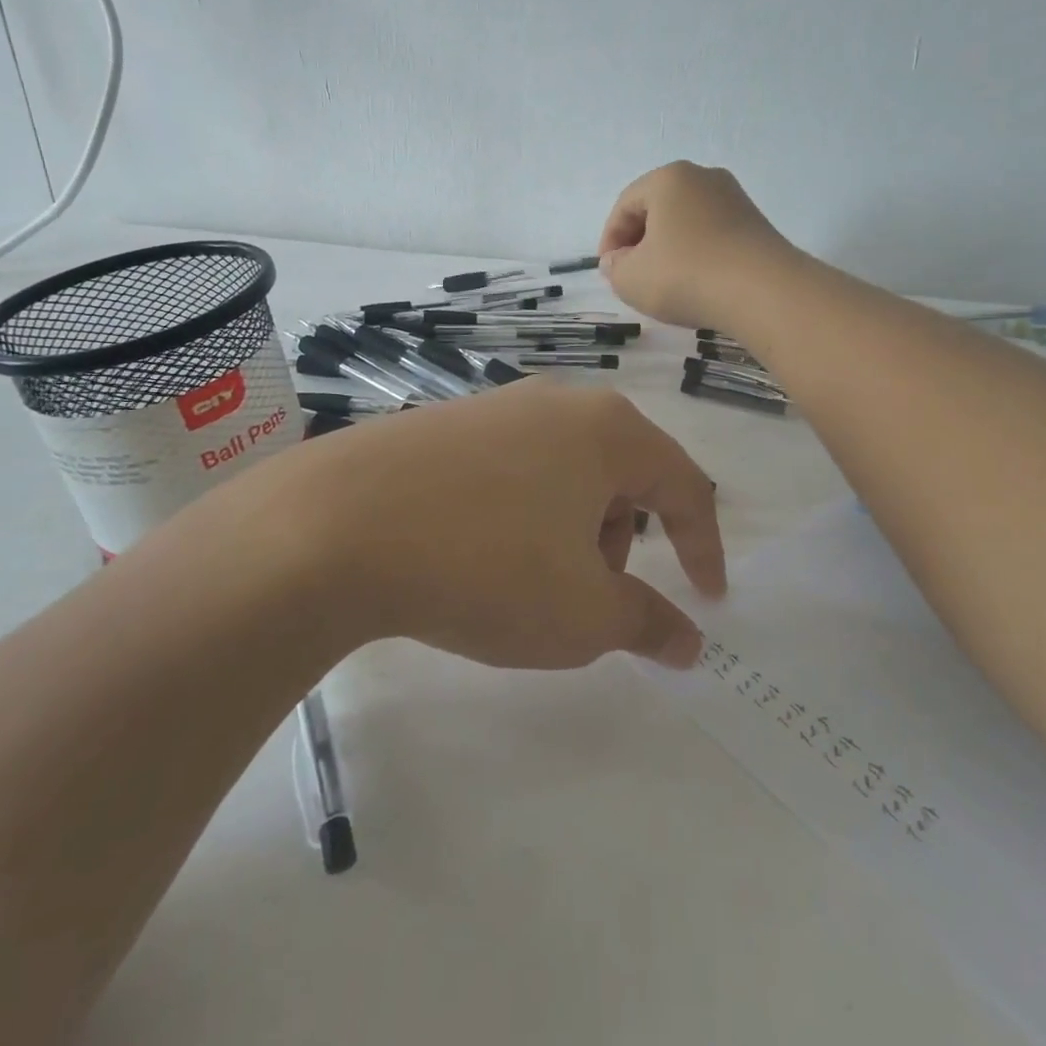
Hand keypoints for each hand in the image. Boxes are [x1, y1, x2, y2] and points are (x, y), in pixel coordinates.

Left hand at [226, 382, 724, 670]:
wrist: (337, 525)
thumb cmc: (487, 564)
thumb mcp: (582, 614)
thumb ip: (647, 623)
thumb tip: (688, 641)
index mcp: (608, 431)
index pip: (683, 485)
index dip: (704, 547)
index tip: (708, 599)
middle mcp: (558, 404)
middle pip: (621, 475)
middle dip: (622, 542)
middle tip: (591, 596)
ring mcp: (496, 408)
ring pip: (565, 474)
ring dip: (570, 531)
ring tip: (527, 582)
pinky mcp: (444, 425)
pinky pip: (512, 471)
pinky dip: (521, 516)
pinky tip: (477, 554)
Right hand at [597, 161, 796, 332]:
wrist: (764, 292)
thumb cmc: (686, 275)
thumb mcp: (631, 278)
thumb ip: (614, 267)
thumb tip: (619, 260)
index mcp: (668, 178)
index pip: (625, 205)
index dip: (610, 240)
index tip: (609, 272)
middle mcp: (704, 177)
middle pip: (658, 209)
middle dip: (640, 242)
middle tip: (633, 276)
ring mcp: (735, 199)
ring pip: (687, 223)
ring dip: (670, 250)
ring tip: (665, 284)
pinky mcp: (757, 225)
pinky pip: (714, 236)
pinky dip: (698, 256)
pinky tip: (697, 284)